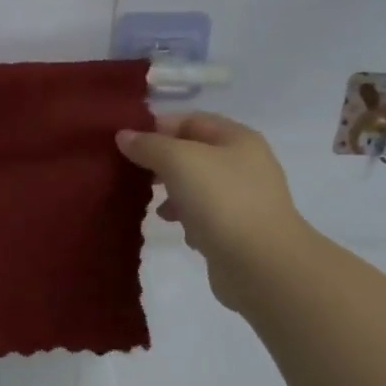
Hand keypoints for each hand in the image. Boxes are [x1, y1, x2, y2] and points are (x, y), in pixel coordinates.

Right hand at [117, 112, 309, 311]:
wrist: (261, 264)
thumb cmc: (221, 200)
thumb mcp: (178, 161)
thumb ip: (149, 145)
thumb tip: (124, 136)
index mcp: (237, 139)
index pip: (190, 120)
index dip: (157, 127)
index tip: (126, 143)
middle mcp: (245, 164)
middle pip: (193, 153)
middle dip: (161, 162)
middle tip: (134, 174)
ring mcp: (244, 199)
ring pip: (196, 185)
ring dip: (171, 192)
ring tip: (153, 206)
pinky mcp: (238, 230)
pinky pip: (204, 215)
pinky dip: (187, 219)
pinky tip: (178, 229)